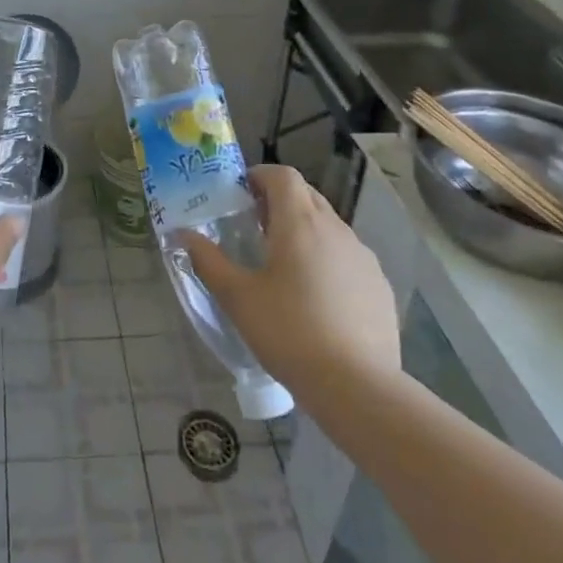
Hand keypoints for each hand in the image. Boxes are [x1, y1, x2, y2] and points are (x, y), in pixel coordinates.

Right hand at [183, 165, 398, 393]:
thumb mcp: (237, 298)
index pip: (283, 175)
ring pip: (329, 226)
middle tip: (256, 228)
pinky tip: (318, 299)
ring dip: (305, 232)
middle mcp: (335, 229)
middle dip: (280, 202)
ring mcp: (363, 256)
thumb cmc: (289, 332)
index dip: (260, 176)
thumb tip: (182, 235)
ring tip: (285, 266)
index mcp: (300, 222)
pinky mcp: (379, 285)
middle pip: (307, 196)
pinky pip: (348, 257)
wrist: (357, 386)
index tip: (241, 194)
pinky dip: (329, 261)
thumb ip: (208, 261)